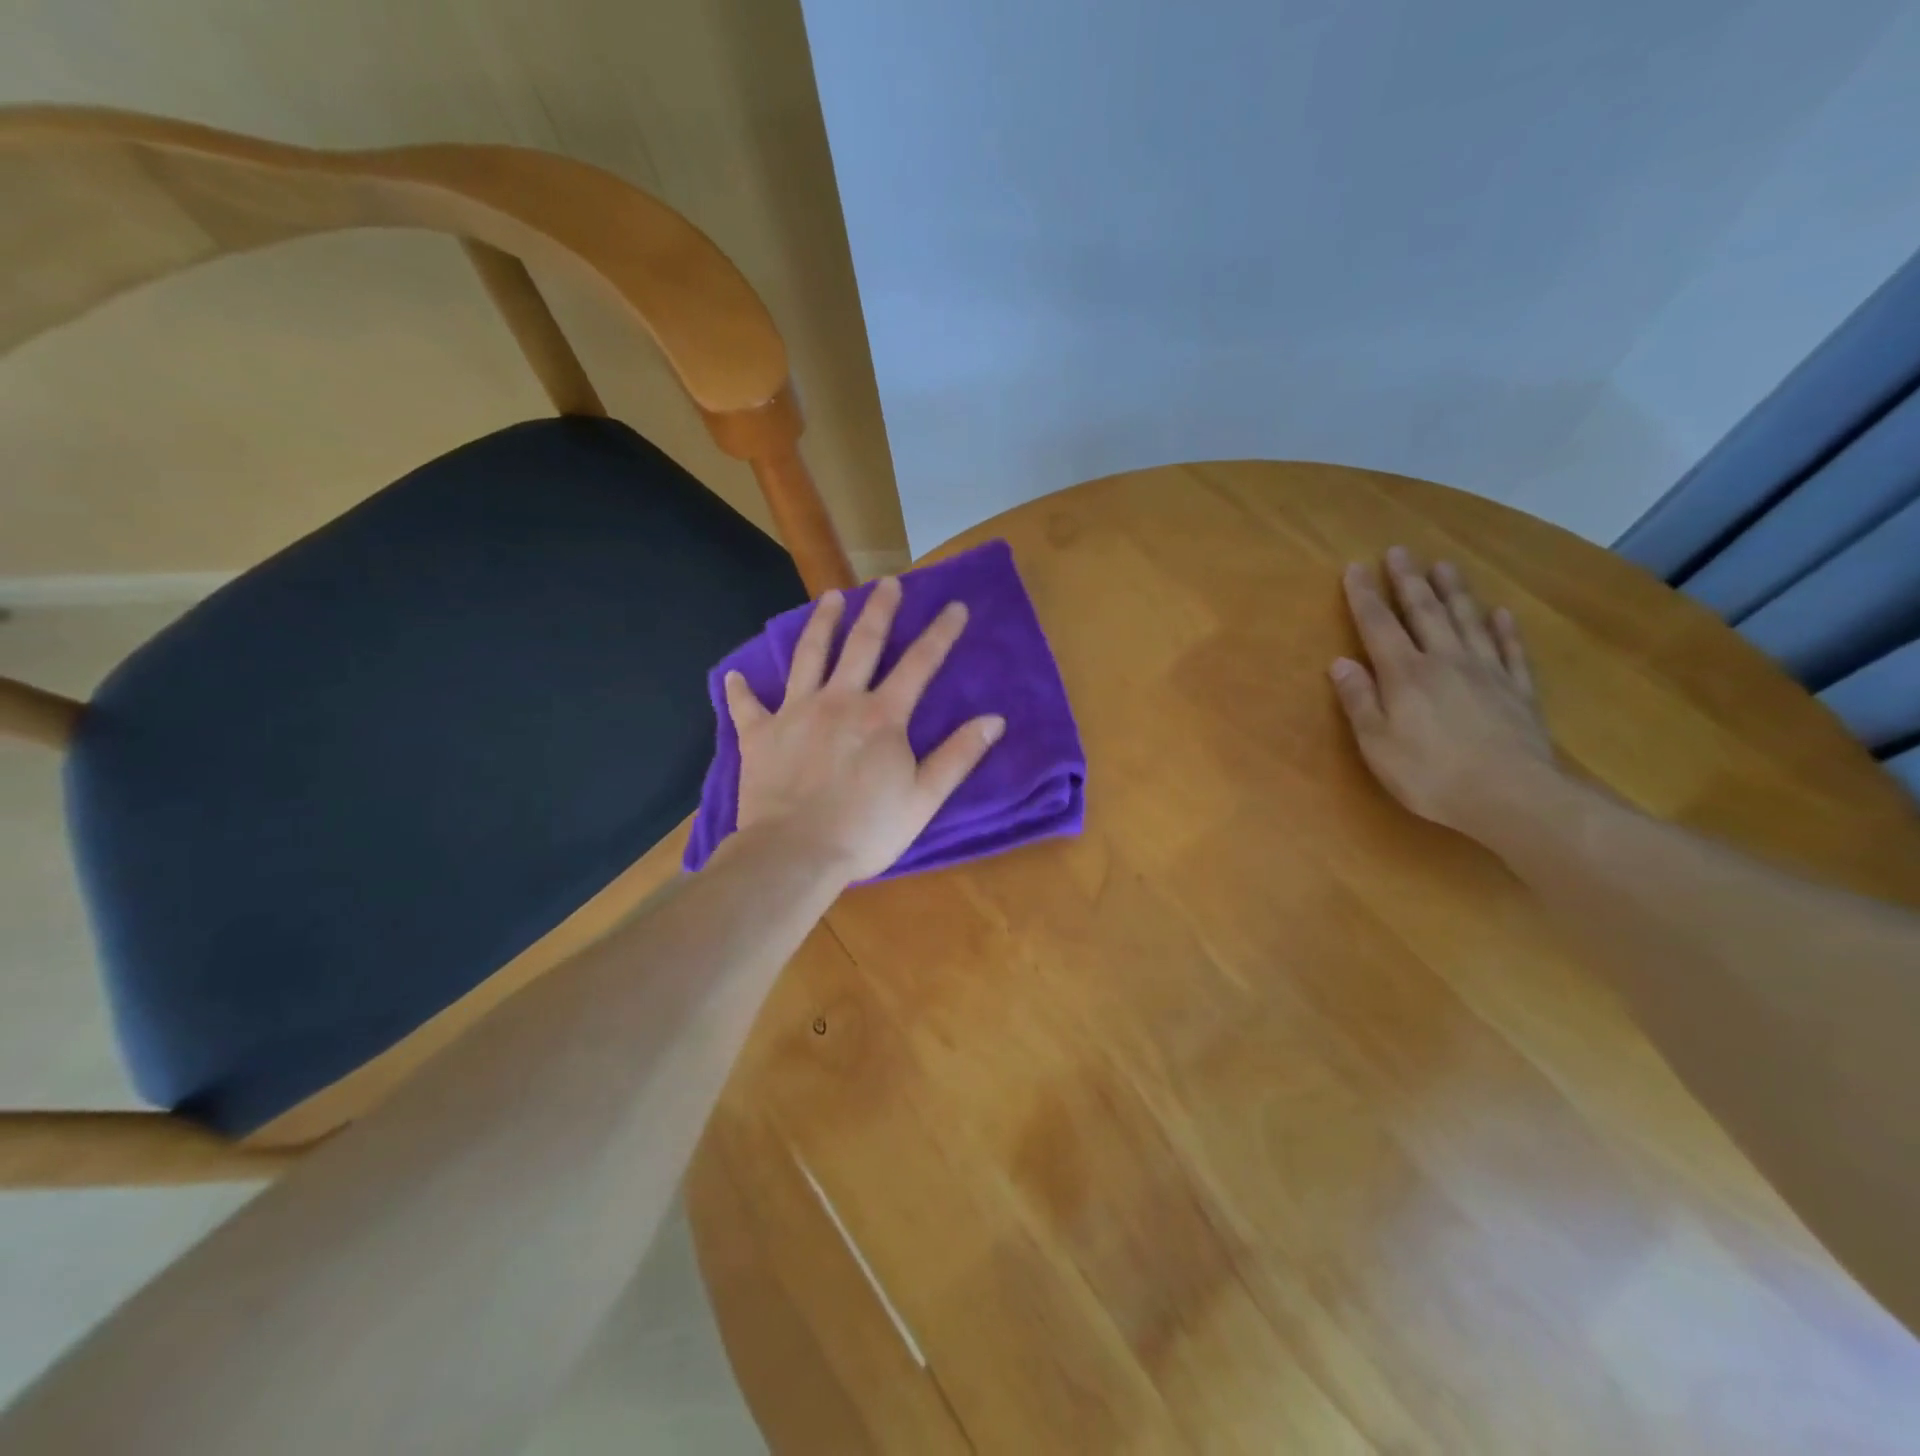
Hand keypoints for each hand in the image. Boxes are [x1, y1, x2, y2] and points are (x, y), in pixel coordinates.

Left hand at [724, 577, 1005, 882]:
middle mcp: (839, 701)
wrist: (794, 853)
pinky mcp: (759, 734)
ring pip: (808, 656)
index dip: (941, 633)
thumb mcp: (924, 799)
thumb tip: (994, 719)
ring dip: (821, 623)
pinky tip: (736, 675)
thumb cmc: (865, 830)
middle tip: (889, 583)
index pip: (919, 663)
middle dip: (880, 610)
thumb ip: (958, 756)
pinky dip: (741, 689)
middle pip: (862, 643)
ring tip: (830, 597)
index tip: (955, 605)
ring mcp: (795, 712)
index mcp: (882, 716)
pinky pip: (747, 705)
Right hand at [1329, 546, 1557, 835]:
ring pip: (1468, 621)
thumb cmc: (1429, 774)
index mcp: (1405, 675)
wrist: (1511, 796)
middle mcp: (1445, 662)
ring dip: (1454, 592)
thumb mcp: (1377, 743)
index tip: (1355, 567)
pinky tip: (1500, 613)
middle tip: (1400, 551)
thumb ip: (1359, 700)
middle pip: (1425, 612)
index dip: (1365, 596)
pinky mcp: (1518, 691)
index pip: (1378, 626)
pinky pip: (1511, 651)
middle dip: (1408, 581)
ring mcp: (1487, 673)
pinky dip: (1504, 629)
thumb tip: (1339, 662)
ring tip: (1445, 566)